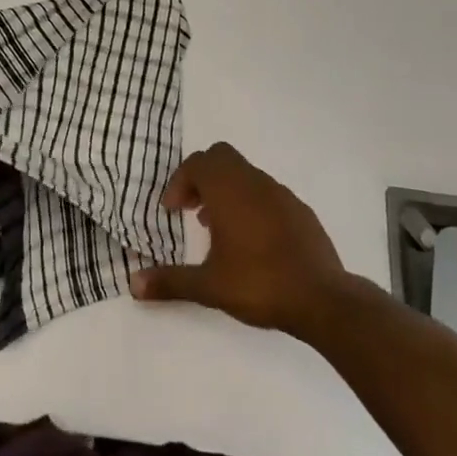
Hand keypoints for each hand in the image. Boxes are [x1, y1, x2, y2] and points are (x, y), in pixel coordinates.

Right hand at [130, 141, 348, 338]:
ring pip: (244, 174)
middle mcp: (252, 181)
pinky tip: (253, 240)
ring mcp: (280, 192)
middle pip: (220, 157)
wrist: (322, 298)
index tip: (172, 211)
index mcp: (227, 190)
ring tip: (219, 229)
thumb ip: (171, 281)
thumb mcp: (209, 286)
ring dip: (226, 191)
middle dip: (202, 177)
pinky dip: (251, 203)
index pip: (196, 163)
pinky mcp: (299, 209)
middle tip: (192, 209)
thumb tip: (133, 284)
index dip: (179, 182)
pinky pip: (266, 192)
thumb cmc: (259, 283)